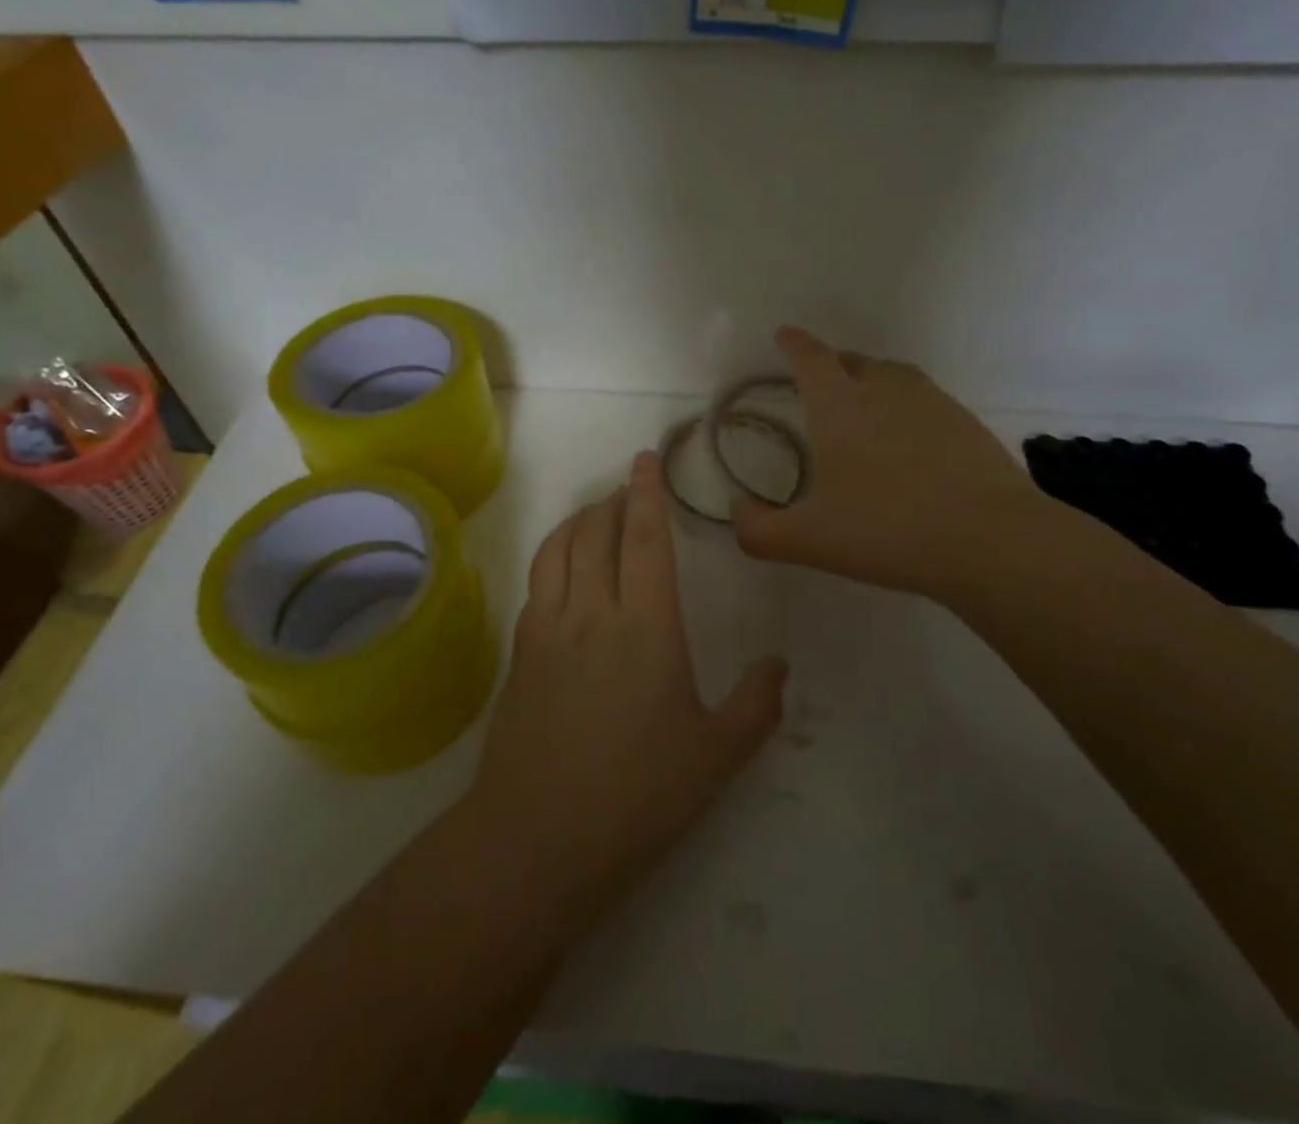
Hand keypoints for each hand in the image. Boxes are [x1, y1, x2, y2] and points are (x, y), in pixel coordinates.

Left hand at [471, 449, 788, 907]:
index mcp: (646, 626)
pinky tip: (565, 572)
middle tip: (628, 488)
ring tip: (595, 515)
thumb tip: (779, 666)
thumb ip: (755, 705)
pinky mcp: (519, 654)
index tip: (646, 460)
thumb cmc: (638, 794)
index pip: (643, 538)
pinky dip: (554, 556)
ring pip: (558, 549)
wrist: (538, 838)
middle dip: (612, 499)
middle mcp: (592, 612)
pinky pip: (537, 582)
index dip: (646, 493)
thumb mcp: (716, 755)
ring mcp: (547, 630)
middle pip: (595, 531)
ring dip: (578, 521)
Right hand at [731, 328, 1075, 604]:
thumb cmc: (886, 530)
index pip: (810, 358)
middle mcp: (885, 390)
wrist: (989, 540)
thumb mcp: (809, 540)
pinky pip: (926, 400)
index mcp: (840, 405)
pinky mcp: (967, 423)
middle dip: (832, 363)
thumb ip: (759, 530)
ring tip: (865, 404)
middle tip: (821, 380)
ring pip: (894, 375)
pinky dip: (908, 408)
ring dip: (872, 380)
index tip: (784, 335)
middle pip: (853, 360)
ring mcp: (932, 402)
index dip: (794, 344)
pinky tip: (911, 441)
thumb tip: (737, 511)